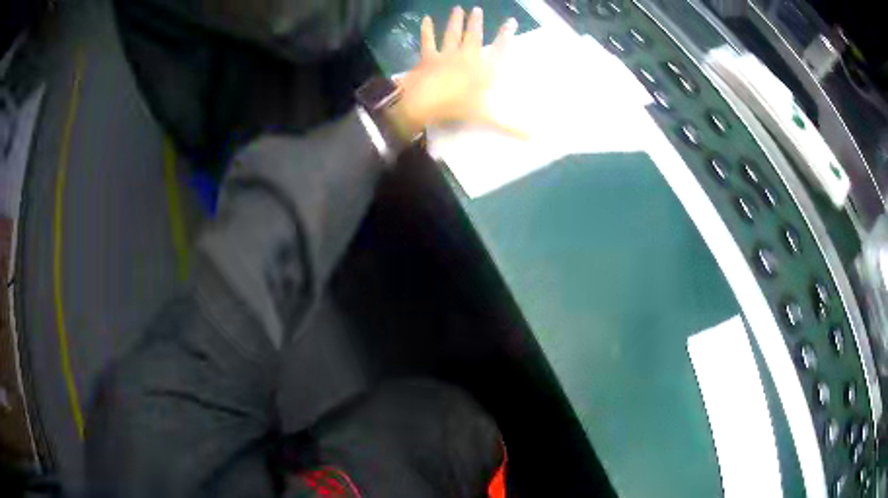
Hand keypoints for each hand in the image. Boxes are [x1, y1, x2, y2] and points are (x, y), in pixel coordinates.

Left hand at [387, 7, 520, 139]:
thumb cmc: (458, 107)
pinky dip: (426, 30)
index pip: (499, 49)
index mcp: (483, 70)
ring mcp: (447, 54)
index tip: (510, 22)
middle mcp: (467, 57)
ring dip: (455, 21)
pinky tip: (426, 18)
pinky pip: (427, 41)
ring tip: (458, 8)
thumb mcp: (487, 118)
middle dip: (476, 22)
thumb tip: (534, 138)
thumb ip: (510, 126)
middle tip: (477, 9)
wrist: (426, 102)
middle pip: (474, 36)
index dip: (505, 35)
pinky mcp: (428, 57)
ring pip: (452, 34)